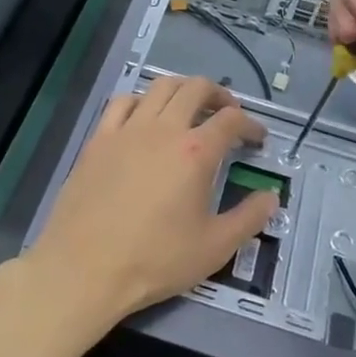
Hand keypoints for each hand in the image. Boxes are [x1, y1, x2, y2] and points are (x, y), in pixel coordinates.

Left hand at [23, 75, 275, 335]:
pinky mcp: (98, 139)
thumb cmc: (155, 260)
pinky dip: (141, 101)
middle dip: (219, 95)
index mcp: (196, 151)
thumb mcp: (214, 248)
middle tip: (227, 114)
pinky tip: (144, 117)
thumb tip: (271, 197)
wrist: (84, 268)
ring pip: (159, 87)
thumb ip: (249, 218)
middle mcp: (163, 129)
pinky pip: (122, 102)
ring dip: (182, 90)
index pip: (232, 121)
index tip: (257, 139)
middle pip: (196, 88)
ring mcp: (126, 130)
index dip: (250, 125)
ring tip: (189, 108)